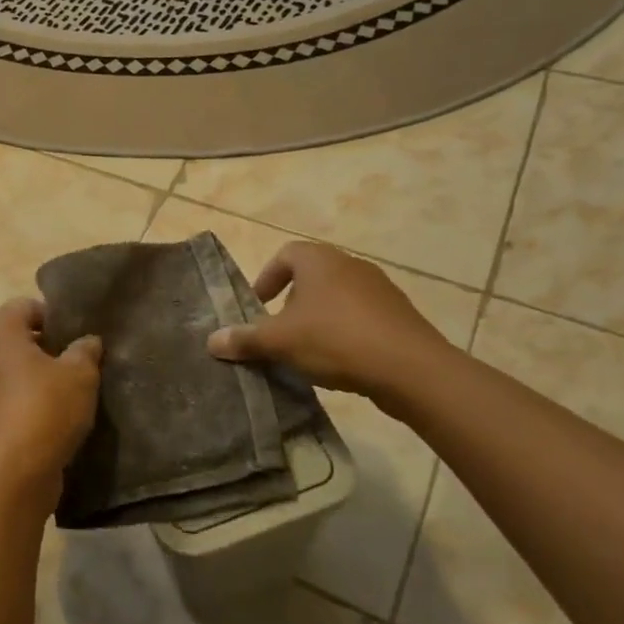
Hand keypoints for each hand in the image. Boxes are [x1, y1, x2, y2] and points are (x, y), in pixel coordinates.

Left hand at [0, 298, 101, 511]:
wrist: (12, 474)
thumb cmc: (45, 409)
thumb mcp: (80, 375)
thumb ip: (85, 351)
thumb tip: (88, 341)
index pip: (24, 305)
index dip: (52, 315)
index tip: (76, 335)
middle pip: (16, 339)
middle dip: (46, 347)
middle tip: (77, 362)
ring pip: (10, 371)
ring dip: (35, 377)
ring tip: (68, 393)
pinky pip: (6, 399)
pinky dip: (25, 402)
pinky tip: (51, 419)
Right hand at [206, 241, 454, 403]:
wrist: (411, 369)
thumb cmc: (336, 340)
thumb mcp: (280, 341)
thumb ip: (245, 339)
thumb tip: (211, 341)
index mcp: (319, 260)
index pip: (285, 255)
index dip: (267, 278)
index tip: (258, 307)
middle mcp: (350, 264)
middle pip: (311, 276)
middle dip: (291, 302)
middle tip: (279, 331)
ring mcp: (380, 288)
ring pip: (337, 297)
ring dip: (318, 318)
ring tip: (308, 349)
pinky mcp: (399, 314)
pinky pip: (362, 316)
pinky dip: (345, 331)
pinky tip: (341, 360)